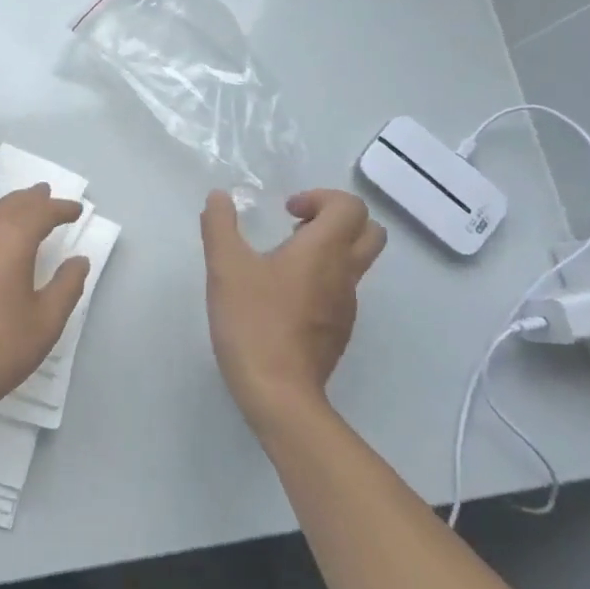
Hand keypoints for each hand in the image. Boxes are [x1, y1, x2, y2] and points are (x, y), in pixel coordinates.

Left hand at [0, 184, 90, 434]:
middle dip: (31, 199)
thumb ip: (66, 287)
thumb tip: (78, 260)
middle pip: (9, 206)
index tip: (76, 210)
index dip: (60, 209)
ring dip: (10, 208)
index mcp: (10, 243)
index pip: (39, 213)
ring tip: (25, 207)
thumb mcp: (44, 323)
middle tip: (48, 194)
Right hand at [200, 188, 386, 432]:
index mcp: (324, 250)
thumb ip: (220, 226)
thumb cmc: (252, 321)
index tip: (287, 212)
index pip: (350, 206)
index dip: (320, 197)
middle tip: (297, 228)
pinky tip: (282, 298)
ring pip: (356, 263)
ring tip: (282, 262)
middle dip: (337, 219)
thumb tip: (219, 196)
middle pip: (370, 232)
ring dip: (328, 251)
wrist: (278, 391)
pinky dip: (321, 281)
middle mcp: (344, 273)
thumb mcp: (225, 267)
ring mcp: (346, 306)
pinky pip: (341, 292)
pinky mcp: (339, 331)